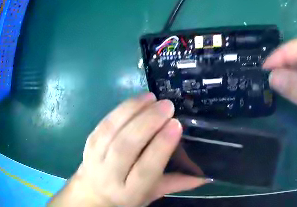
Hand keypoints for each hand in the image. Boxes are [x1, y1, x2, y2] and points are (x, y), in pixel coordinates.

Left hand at [49, 93, 206, 206]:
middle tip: (167, 106)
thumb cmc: (126, 196)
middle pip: (126, 146)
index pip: (145, 169)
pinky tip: (137, 100)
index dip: (160, 146)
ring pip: (113, 129)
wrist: (93, 192)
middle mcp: (110, 174)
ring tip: (153, 99)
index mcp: (130, 192)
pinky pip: (105, 121)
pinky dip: (122, 108)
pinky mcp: (90, 141)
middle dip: (148, 123)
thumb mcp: (151, 195)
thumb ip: (176, 184)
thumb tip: (206, 176)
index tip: (176, 125)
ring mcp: (96, 156)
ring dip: (133, 110)